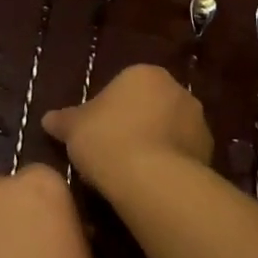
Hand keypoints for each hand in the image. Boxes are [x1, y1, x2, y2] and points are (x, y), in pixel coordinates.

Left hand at [0, 165, 98, 257]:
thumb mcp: (87, 250)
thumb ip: (69, 226)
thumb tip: (62, 230)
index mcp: (42, 182)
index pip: (43, 177)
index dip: (49, 202)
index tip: (57, 225)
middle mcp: (1, 188)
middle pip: (8, 191)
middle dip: (16, 211)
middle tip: (30, 245)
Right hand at [43, 63, 211, 187]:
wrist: (152, 179)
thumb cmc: (107, 140)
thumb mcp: (73, 129)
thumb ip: (62, 120)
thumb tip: (47, 119)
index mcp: (144, 74)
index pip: (124, 87)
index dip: (108, 110)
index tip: (96, 134)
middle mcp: (177, 90)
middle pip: (150, 106)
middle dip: (135, 124)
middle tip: (112, 152)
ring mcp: (198, 121)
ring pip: (169, 130)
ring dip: (155, 144)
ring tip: (132, 173)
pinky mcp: (209, 152)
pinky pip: (182, 154)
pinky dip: (169, 165)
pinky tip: (151, 184)